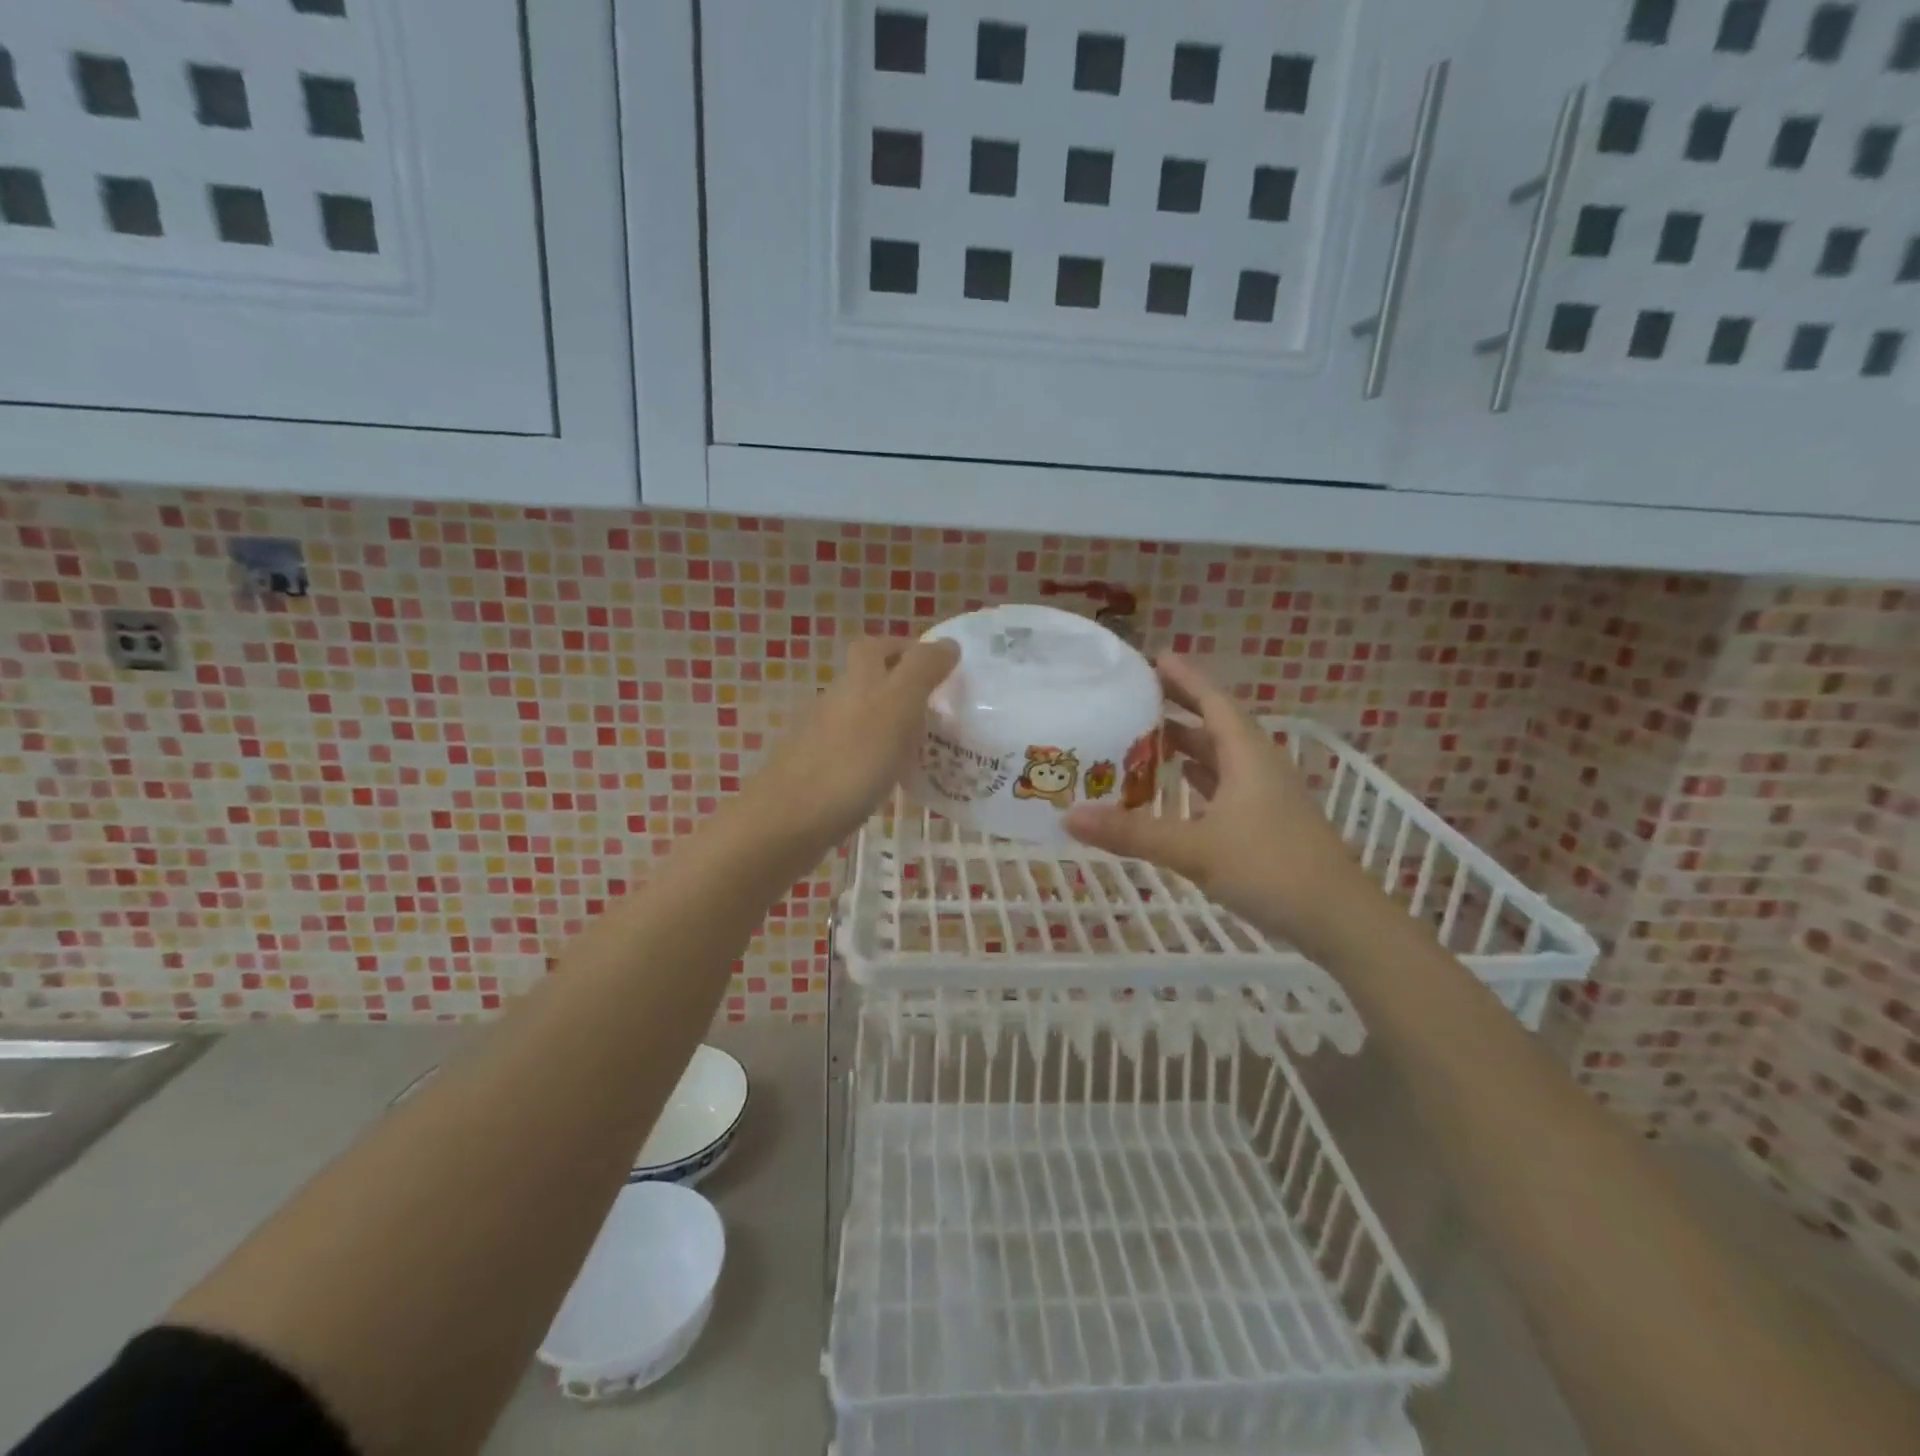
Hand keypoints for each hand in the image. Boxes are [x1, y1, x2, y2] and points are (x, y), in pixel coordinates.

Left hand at [746, 636, 958, 848]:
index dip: (905, 649)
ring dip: (892, 723)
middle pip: (869, 681)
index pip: (877, 646)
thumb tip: (947, 644)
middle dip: (902, 687)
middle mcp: (836, 700)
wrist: (789, 820)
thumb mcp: (897, 706)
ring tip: (926, 746)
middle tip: (938, 709)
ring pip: (863, 717)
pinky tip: (894, 778)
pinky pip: (857, 752)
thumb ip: (922, 671)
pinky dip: (879, 756)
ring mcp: (823, 737)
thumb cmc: (852, 760)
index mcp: (857, 679)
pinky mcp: (820, 771)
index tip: (939, 667)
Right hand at [1064, 655, 1373, 946]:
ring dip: (1184, 748)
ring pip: (1219, 760)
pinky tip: (1174, 792)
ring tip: (1142, 740)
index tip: (1152, 658)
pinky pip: (1223, 789)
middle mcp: (1258, 767)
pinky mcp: (1265, 824)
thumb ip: (1132, 832)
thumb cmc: (1271, 869)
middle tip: (1133, 699)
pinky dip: (1195, 783)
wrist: (1339, 921)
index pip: (1213, 701)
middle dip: (1176, 710)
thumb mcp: (1195, 849)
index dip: (1184, 678)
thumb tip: (1069, 816)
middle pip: (1214, 726)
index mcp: (1247, 756)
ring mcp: (1265, 797)